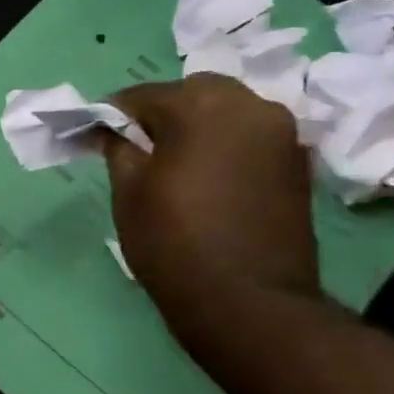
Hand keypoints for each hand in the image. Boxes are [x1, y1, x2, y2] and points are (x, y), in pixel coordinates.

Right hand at [103, 74, 320, 324]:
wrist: (246, 300)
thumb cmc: (172, 240)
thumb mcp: (128, 192)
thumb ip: (118, 148)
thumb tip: (111, 129)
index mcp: (200, 106)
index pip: (141, 95)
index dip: (112, 115)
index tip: (95, 136)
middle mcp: (249, 106)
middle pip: (192, 93)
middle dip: (161, 113)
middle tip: (136, 148)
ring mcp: (281, 134)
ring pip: (227, 111)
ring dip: (197, 126)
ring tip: (173, 163)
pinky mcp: (298, 163)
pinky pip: (250, 137)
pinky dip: (225, 145)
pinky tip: (207, 177)